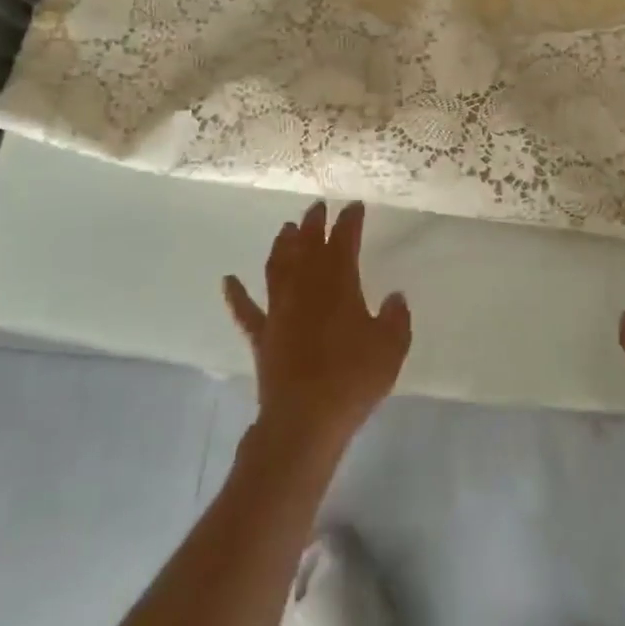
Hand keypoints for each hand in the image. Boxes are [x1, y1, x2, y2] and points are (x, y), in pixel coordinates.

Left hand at [223, 201, 410, 460]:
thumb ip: (396, 318)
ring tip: (285, 228)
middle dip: (313, 223)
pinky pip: (246, 311)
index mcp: (339, 282)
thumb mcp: (391, 347)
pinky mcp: (262, 336)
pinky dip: (235, 294)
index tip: (354, 206)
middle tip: (317, 207)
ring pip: (277, 267)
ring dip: (282, 245)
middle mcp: (306, 287)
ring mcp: (279, 310)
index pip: (344, 240)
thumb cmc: (353, 378)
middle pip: (307, 245)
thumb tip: (395, 297)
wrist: (306, 419)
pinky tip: (228, 281)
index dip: (349, 221)